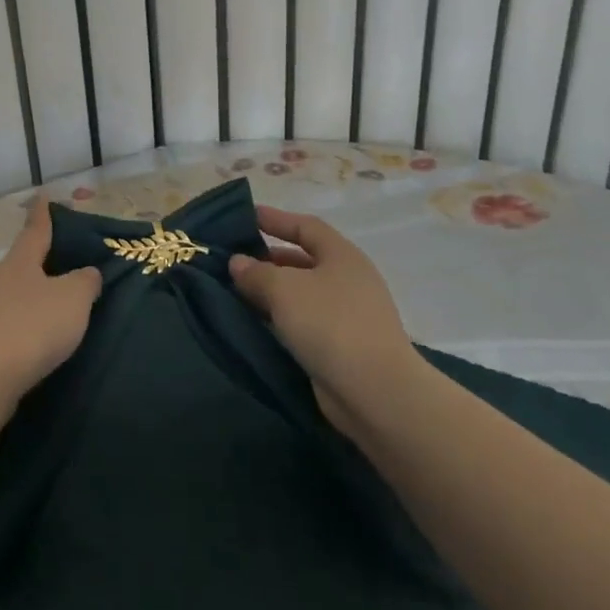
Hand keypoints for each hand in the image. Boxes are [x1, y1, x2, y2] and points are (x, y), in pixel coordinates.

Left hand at [0, 198, 100, 409]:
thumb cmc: (32, 326)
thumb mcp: (73, 299)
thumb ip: (84, 282)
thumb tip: (86, 272)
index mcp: (18, 263)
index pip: (34, 232)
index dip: (42, 216)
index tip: (41, 197)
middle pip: (5, 267)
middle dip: (17, 268)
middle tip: (34, 274)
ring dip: (8, 302)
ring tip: (28, 315)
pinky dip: (3, 332)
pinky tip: (16, 346)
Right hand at [229, 205, 418, 436]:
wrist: (376, 393)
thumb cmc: (330, 324)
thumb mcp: (284, 289)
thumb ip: (256, 272)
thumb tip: (238, 263)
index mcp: (342, 255)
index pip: (306, 226)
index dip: (276, 219)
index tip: (246, 217)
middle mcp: (348, 280)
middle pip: (303, 260)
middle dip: (268, 259)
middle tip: (233, 260)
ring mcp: (348, 315)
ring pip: (301, 294)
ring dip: (271, 292)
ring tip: (236, 292)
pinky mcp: (342, 347)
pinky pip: (304, 322)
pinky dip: (280, 318)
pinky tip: (255, 323)